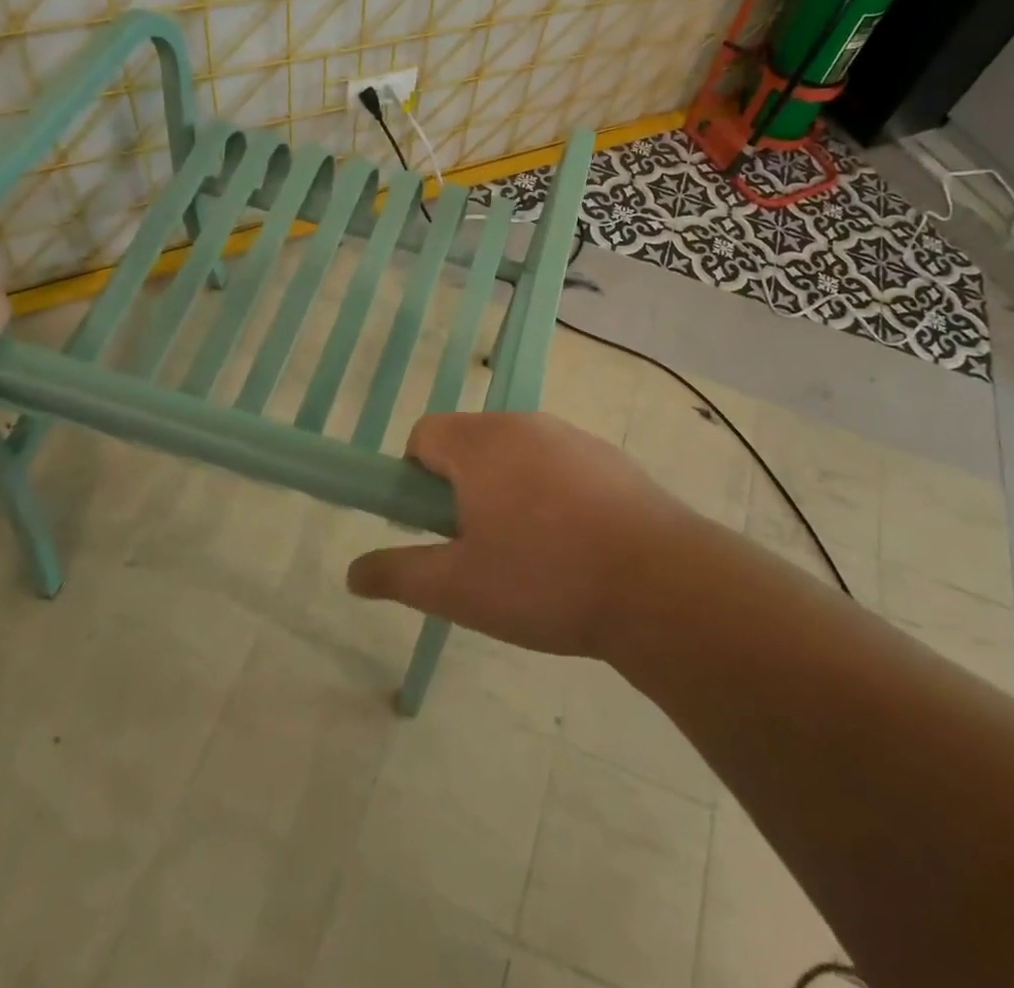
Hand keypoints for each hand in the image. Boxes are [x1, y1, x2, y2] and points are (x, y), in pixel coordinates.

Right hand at [345, 411, 696, 656]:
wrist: (661, 584)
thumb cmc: (545, 579)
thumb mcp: (459, 589)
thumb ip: (399, 575)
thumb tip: (352, 572)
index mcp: (481, 443)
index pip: (424, 434)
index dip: (416, 479)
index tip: (437, 528)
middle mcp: (524, 424)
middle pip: (470, 444)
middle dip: (463, 488)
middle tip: (481, 548)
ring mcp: (572, 437)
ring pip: (517, 456)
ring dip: (508, 492)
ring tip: (531, 556)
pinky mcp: (610, 458)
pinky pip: (560, 466)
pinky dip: (552, 494)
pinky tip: (576, 548)